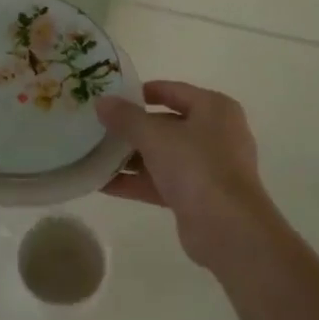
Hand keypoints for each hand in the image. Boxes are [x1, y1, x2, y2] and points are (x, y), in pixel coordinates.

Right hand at [95, 81, 281, 267]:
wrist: (228, 229)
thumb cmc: (196, 166)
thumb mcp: (155, 136)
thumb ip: (126, 118)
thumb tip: (101, 101)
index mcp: (213, 108)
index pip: (172, 91)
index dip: (140, 92)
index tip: (109, 97)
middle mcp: (214, 133)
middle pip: (165, 124)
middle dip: (131, 128)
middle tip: (96, 127)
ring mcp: (207, 167)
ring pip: (162, 155)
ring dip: (129, 157)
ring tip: (91, 154)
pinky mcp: (197, 196)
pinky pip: (161, 181)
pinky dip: (135, 181)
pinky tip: (100, 183)